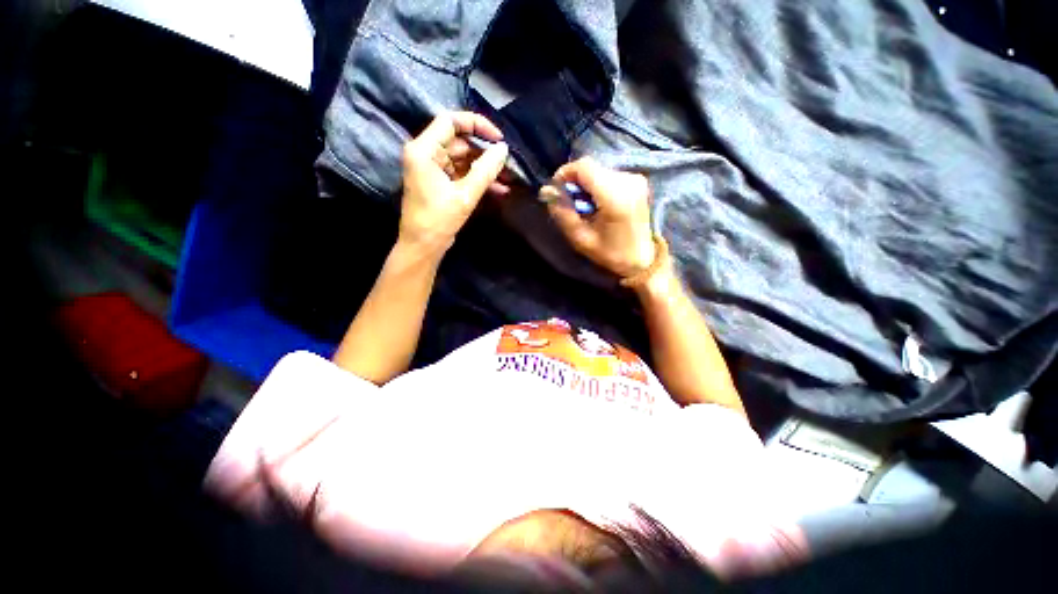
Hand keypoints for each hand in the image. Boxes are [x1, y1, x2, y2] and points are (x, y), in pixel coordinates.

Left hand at [398, 112, 509, 253]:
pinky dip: (478, 179)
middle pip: (460, 142)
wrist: (423, 246)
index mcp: (424, 150)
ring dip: (484, 169)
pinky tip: (498, 188)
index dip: (477, 125)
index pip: (451, 122)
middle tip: (507, 164)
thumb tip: (504, 150)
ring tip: (507, 178)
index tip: (498, 138)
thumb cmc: (439, 220)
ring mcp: (433, 169)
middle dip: (485, 153)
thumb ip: (486, 170)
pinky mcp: (440, 182)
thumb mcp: (465, 195)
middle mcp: (426, 154)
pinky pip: (462, 174)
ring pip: (463, 159)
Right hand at [542, 157, 655, 278]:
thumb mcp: (581, 239)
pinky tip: (596, 203)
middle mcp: (627, 181)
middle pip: (591, 167)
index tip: (557, 190)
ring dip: (585, 183)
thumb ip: (563, 213)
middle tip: (568, 201)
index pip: (584, 167)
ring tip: (583, 205)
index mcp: (615, 197)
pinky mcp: (637, 181)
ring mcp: (635, 179)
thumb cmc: (610, 253)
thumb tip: (547, 191)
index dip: (565, 173)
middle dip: (574, 180)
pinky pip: (608, 174)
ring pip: (599, 169)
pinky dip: (596, 185)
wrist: (642, 258)